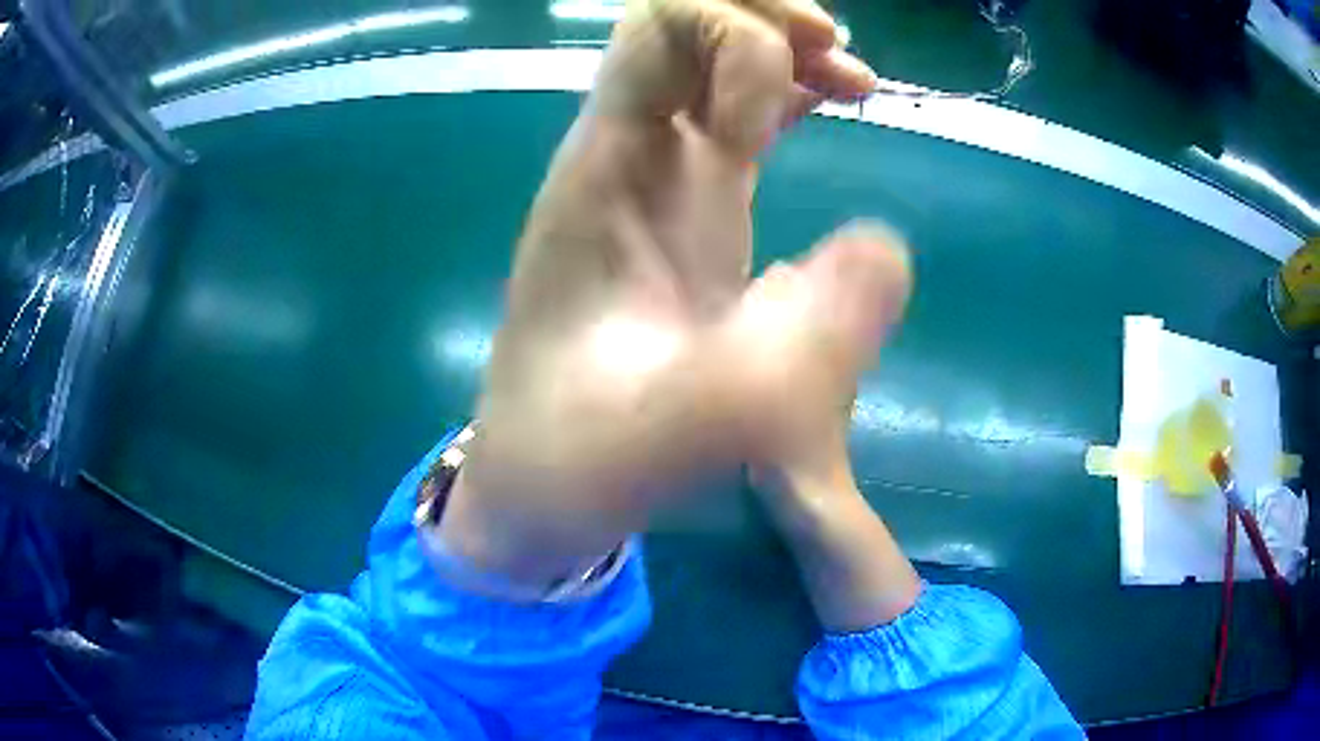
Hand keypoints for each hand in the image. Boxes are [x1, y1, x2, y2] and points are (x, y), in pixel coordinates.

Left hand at [439, 0, 905, 585]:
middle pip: (680, 24)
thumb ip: (780, 361)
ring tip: (853, 82)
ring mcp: (648, 177)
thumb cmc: (579, 461)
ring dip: (782, 49)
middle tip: (845, 67)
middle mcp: (621, 155)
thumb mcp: (674, 431)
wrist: (537, 484)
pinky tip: (831, 105)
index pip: (658, 29)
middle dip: (766, 20)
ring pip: (706, 60)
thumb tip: (887, 251)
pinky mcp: (676, 208)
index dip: (739, 36)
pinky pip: (727, 113)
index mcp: (604, 174)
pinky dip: (782, 91)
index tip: (798, 105)